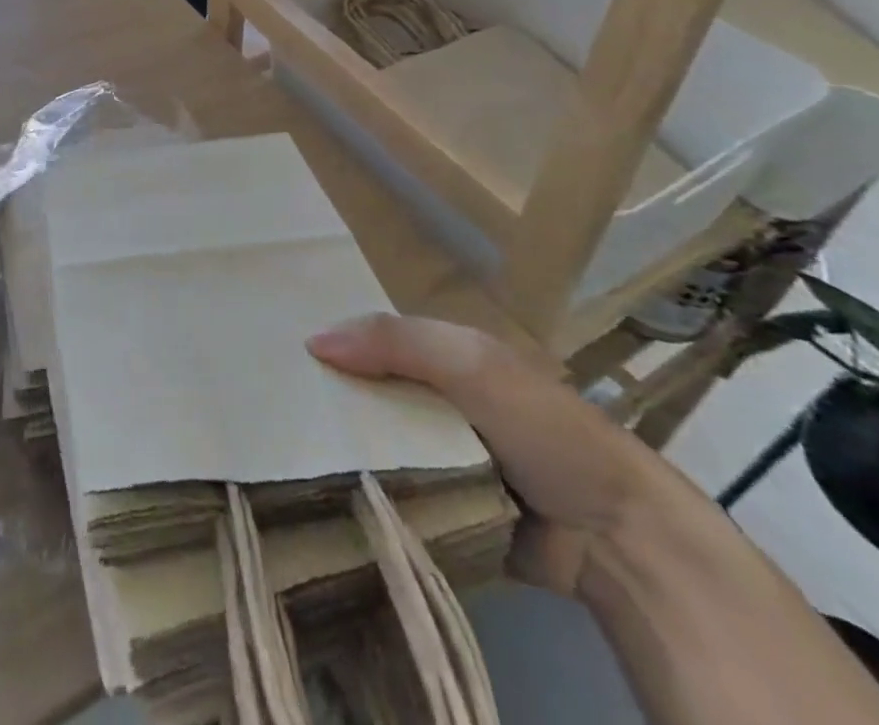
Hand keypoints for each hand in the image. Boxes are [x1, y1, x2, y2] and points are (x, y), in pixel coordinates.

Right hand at [309, 314, 665, 595]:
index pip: (373, 339)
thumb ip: (396, 343)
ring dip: (339, 448)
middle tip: (262, 404)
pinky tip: (314, 491)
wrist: (616, 539)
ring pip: (373, 442)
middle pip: (368, 391)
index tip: (276, 352)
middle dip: (326, 397)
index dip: (332, 342)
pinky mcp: (441, 508)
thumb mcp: (470, 365)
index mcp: (446, 356)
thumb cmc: (543, 429)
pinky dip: (362, 492)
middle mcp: (437, 400)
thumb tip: (313, 340)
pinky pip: (389, 492)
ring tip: (276, 448)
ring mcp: (439, 456)